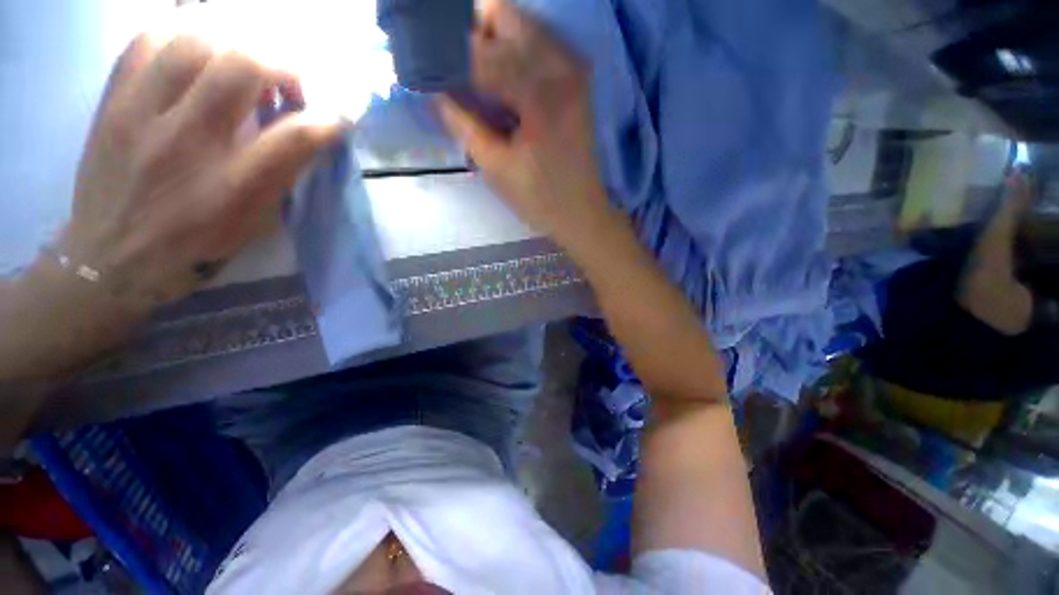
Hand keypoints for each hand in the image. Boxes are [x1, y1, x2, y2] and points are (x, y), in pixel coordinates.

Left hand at [60, 34, 342, 313]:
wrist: (109, 259)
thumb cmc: (193, 247)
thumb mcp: (253, 223)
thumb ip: (280, 175)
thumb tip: (305, 134)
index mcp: (233, 187)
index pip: (295, 136)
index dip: (328, 120)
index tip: (338, 119)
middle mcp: (188, 142)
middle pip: (243, 66)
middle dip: (281, 66)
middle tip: (285, 85)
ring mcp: (141, 115)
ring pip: (195, 40)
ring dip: (233, 46)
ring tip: (240, 68)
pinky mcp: (112, 103)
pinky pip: (147, 41)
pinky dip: (180, 38)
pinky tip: (194, 58)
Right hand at [438, 0, 617, 253]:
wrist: (581, 213)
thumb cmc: (539, 199)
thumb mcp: (495, 167)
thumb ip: (462, 123)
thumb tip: (433, 91)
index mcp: (539, 93)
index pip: (480, 52)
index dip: (445, 54)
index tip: (422, 62)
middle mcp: (561, 65)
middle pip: (503, 16)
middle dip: (470, 34)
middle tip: (452, 69)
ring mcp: (574, 69)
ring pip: (522, 24)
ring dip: (492, 40)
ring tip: (475, 77)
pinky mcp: (578, 79)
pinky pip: (538, 42)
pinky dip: (514, 50)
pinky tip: (502, 81)